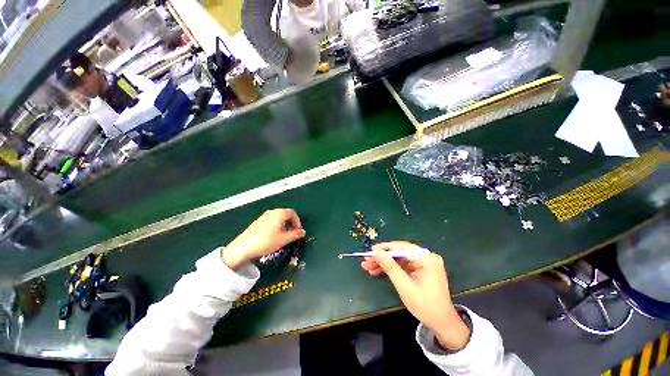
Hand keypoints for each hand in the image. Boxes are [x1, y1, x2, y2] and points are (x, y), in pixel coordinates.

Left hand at [221, 209, 305, 269]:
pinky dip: (277, 226)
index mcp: (279, 213)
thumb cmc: (266, 242)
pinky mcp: (258, 221)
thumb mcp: (283, 239)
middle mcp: (272, 212)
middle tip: (293, 234)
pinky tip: (274, 236)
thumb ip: (295, 234)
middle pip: (286, 214)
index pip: (293, 213)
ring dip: (284, 225)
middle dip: (291, 223)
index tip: (298, 231)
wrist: (243, 247)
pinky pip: (272, 220)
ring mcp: (264, 216)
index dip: (298, 222)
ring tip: (284, 236)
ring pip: (278, 218)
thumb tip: (303, 232)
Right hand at [361, 241, 470, 349]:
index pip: (402, 247)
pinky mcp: (419, 270)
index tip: (371, 251)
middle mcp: (426, 257)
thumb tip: (376, 252)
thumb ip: (390, 267)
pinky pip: (402, 266)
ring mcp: (423, 264)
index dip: (385, 248)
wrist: (442, 324)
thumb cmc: (425, 306)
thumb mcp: (404, 285)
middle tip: (366, 261)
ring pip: (398, 260)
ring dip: (384, 264)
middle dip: (382, 258)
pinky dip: (391, 270)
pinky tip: (377, 271)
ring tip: (368, 267)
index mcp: (427, 258)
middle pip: (399, 253)